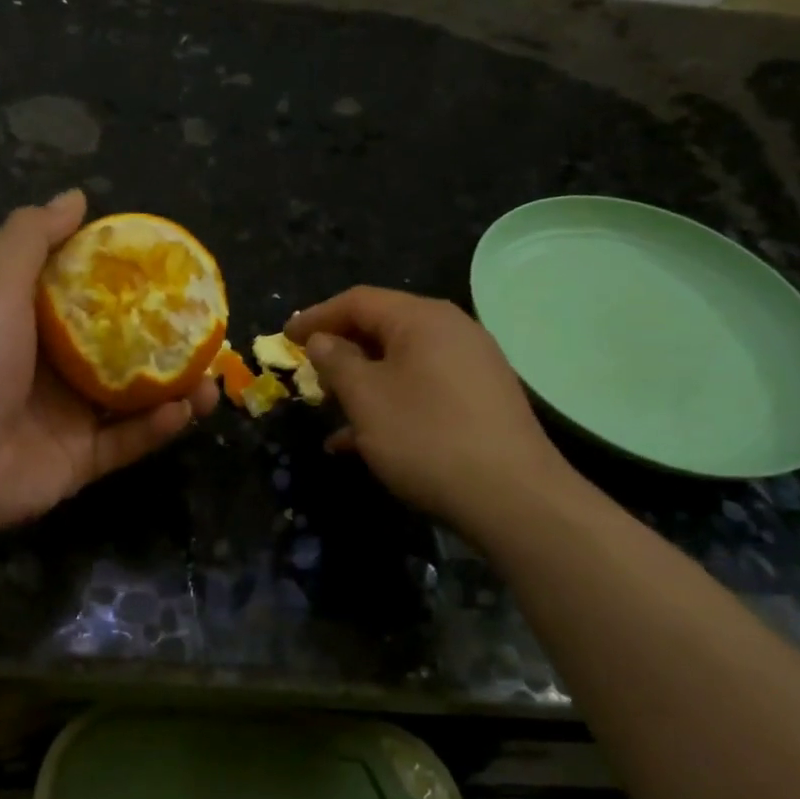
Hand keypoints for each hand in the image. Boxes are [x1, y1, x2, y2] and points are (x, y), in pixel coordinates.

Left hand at [0, 189, 218, 549]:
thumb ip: (33, 238)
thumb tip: (77, 197)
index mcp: (34, 326)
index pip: (93, 299)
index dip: (132, 286)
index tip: (173, 275)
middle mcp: (55, 370)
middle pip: (123, 352)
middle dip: (166, 343)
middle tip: (206, 332)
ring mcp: (69, 419)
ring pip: (135, 400)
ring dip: (176, 389)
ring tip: (212, 378)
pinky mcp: (81, 461)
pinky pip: (128, 443)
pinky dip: (158, 429)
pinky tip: (187, 409)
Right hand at [286, 287, 579, 528]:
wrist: (514, 498)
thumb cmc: (426, 437)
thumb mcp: (366, 398)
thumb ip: (336, 362)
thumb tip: (322, 340)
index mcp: (422, 318)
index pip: (358, 301)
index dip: (316, 317)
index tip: (285, 338)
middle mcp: (452, 330)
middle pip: (383, 328)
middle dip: (340, 351)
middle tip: (309, 374)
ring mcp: (472, 365)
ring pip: (402, 363)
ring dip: (363, 384)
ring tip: (332, 414)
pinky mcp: (482, 399)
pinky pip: (424, 388)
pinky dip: (392, 404)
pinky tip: (367, 442)